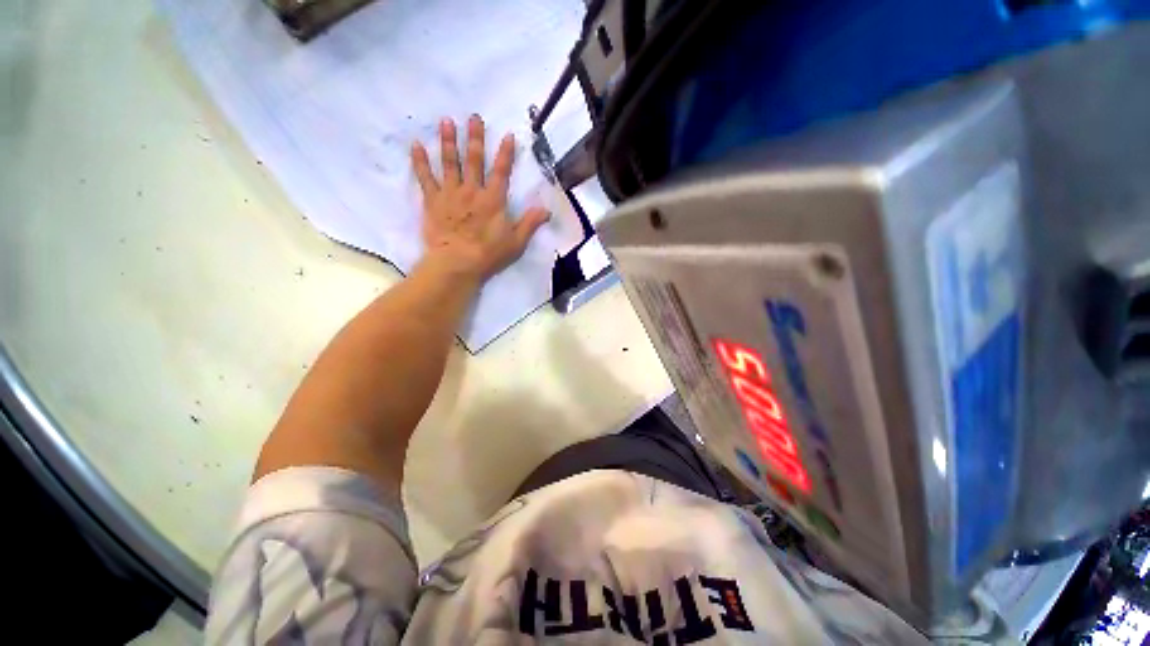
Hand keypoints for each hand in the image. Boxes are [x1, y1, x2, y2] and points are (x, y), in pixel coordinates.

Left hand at [412, 115, 548, 284]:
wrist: (457, 263)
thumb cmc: (489, 254)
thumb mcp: (516, 242)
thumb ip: (530, 224)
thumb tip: (547, 210)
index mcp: (493, 200)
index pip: (502, 172)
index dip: (506, 153)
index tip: (508, 135)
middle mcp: (472, 191)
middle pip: (474, 160)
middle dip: (475, 138)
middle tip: (473, 117)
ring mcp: (450, 194)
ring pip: (450, 163)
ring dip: (449, 141)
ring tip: (447, 121)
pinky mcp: (433, 201)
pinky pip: (425, 178)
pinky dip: (420, 161)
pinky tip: (416, 145)